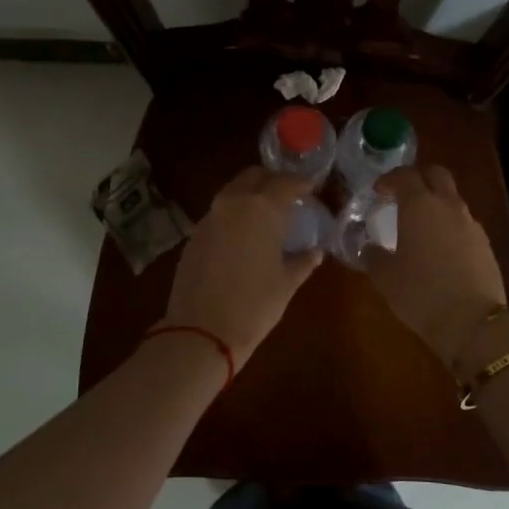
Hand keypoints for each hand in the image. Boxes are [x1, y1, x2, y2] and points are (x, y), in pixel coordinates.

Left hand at [161, 167, 322, 369]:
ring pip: (232, 192)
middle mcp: (233, 203)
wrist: (202, 331)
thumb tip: (315, 251)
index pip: (285, 182)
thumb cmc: (255, 305)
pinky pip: (218, 214)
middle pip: (253, 176)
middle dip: (272, 181)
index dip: (301, 183)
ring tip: (265, 216)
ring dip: (250, 196)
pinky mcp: (193, 235)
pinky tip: (242, 237)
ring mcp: (209, 218)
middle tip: (287, 196)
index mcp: (262, 209)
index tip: (312, 189)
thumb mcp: (287, 283)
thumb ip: (303, 261)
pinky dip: (233, 216)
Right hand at [366, 165, 508, 368]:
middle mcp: (449, 206)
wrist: (473, 323)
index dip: (390, 179)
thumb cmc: (421, 294)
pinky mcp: (485, 244)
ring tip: (421, 228)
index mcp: (420, 206)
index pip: (405, 175)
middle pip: (437, 174)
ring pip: (453, 200)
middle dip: (419, 178)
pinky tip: (440, 251)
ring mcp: (472, 224)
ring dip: (436, 204)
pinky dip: (450, 227)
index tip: (379, 191)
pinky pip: (464, 224)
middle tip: (403, 196)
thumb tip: (371, 249)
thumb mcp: (385, 277)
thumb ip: (374, 256)